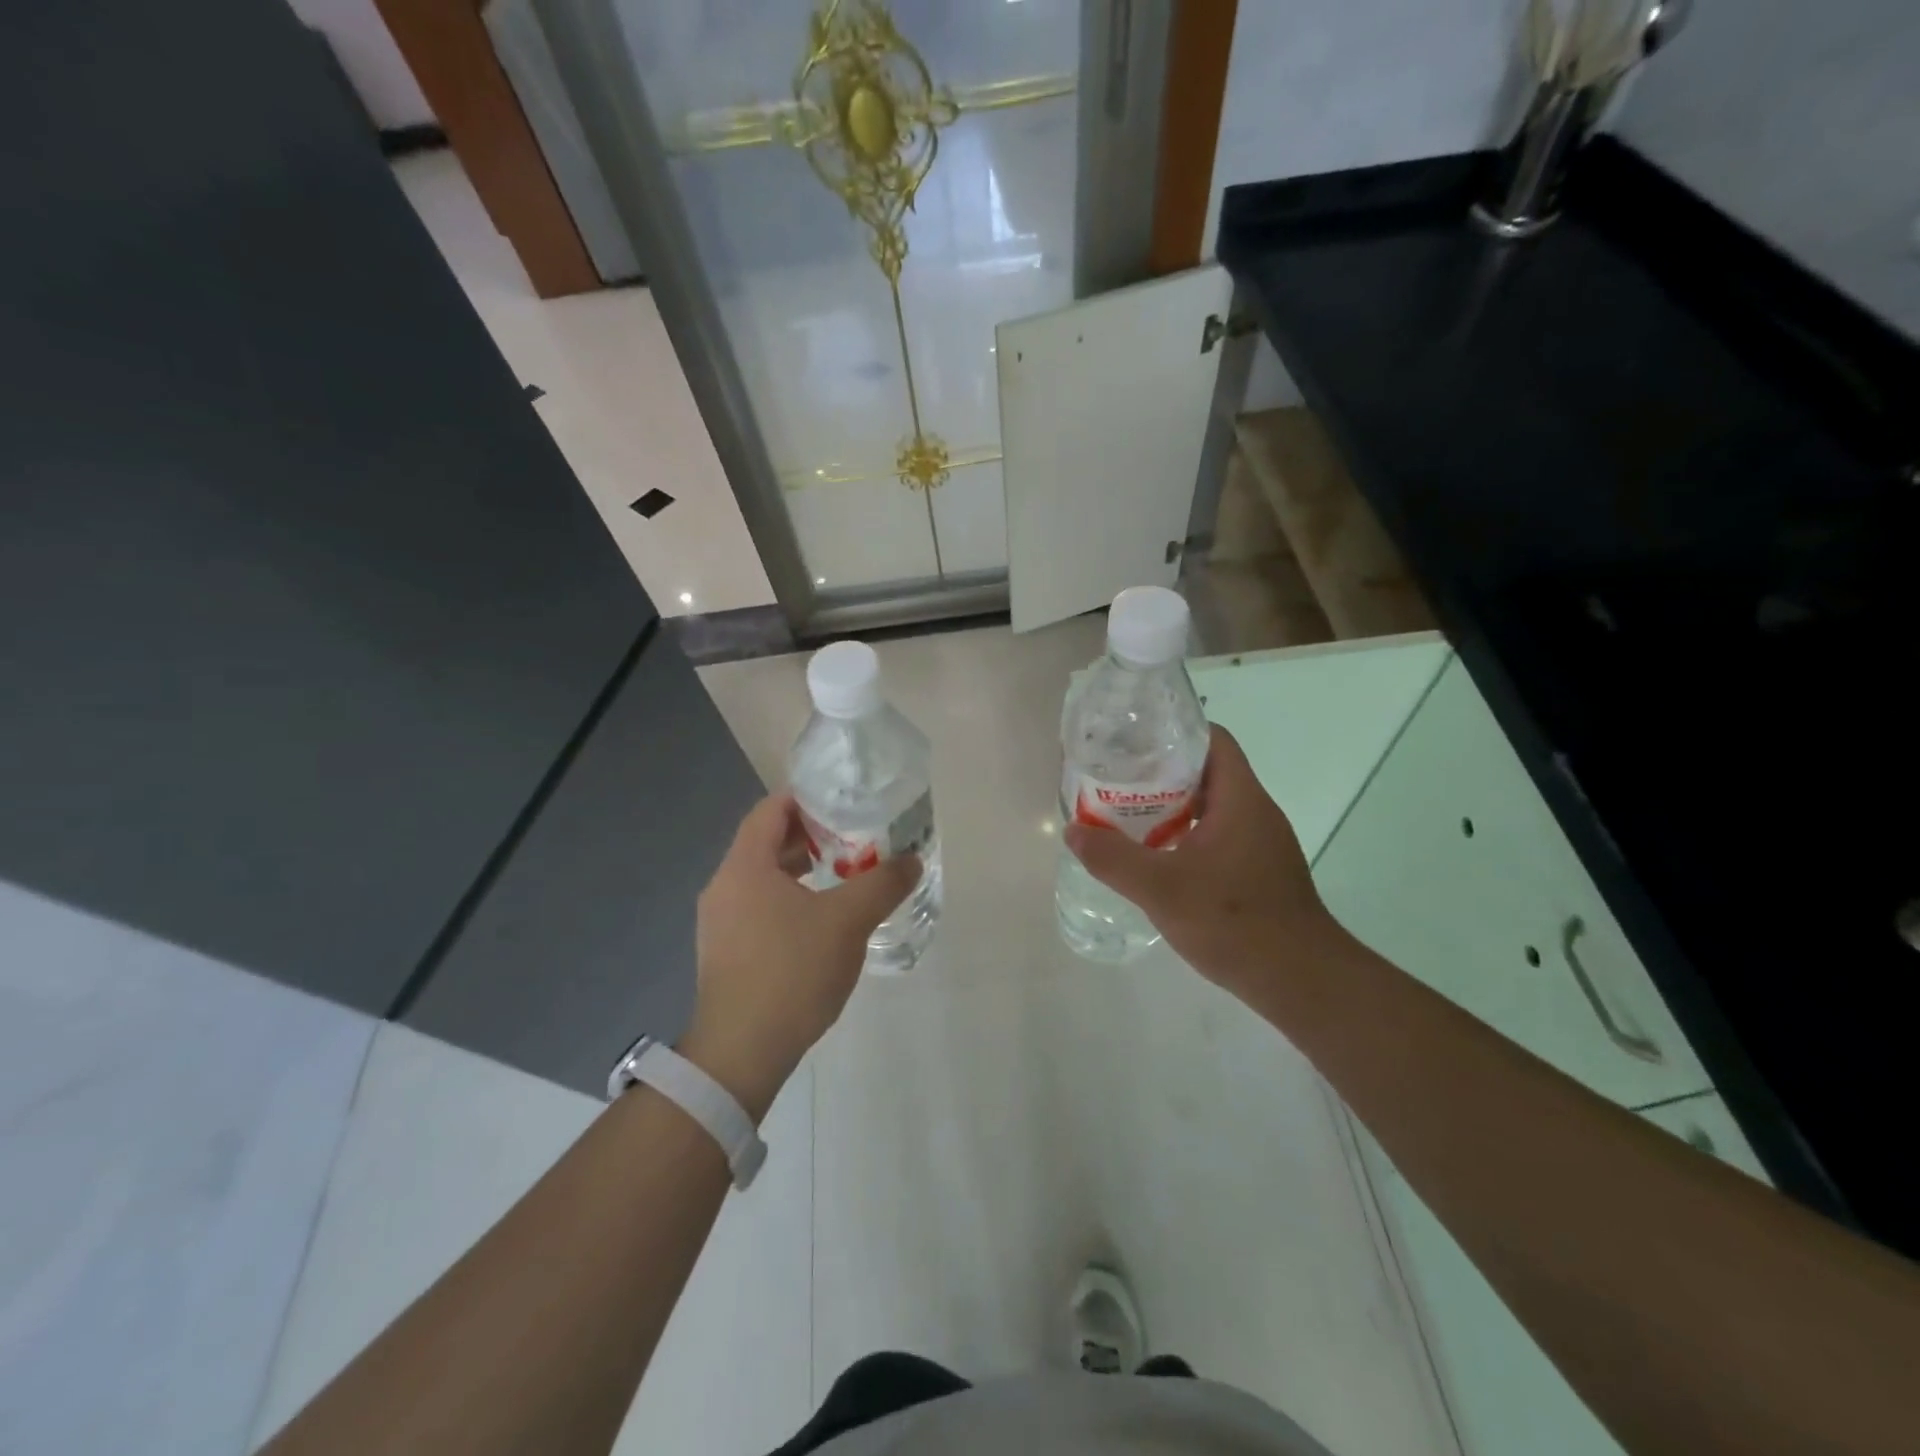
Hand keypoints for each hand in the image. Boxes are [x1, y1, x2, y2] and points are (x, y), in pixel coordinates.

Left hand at [681, 793, 919, 1118]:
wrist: (741, 1053)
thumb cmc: (791, 972)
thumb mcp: (848, 922)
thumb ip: (883, 884)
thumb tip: (912, 859)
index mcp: (744, 867)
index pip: (771, 810)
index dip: (807, 799)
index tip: (844, 802)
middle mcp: (724, 887)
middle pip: (767, 843)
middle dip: (811, 836)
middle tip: (855, 836)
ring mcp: (720, 923)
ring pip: (764, 878)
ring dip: (803, 870)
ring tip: (846, 875)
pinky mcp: (726, 952)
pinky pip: (760, 908)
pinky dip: (791, 900)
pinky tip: (823, 920)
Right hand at [1063, 725, 1347, 998]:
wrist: (1301, 981)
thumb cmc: (1234, 922)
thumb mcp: (1161, 889)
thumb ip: (1113, 858)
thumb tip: (1073, 831)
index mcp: (1240, 799)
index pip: (1212, 740)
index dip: (1174, 731)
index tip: (1133, 740)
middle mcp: (1255, 812)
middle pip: (1206, 772)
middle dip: (1161, 771)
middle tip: (1117, 779)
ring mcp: (1261, 843)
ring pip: (1211, 807)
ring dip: (1172, 807)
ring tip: (1127, 814)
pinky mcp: (1259, 871)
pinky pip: (1218, 836)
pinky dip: (1186, 836)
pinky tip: (1158, 858)